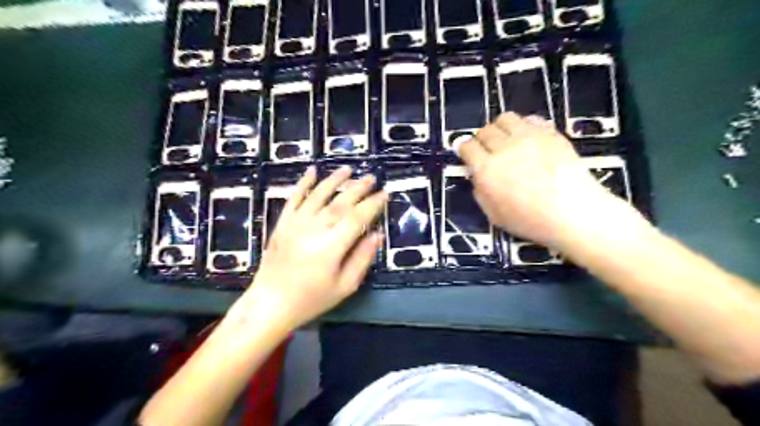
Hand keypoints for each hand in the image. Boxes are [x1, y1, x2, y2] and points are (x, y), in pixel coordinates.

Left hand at [230, 166, 385, 329]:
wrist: (270, 303)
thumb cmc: (311, 299)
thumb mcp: (345, 286)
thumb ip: (362, 258)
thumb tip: (377, 235)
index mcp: (332, 245)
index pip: (358, 217)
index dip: (373, 204)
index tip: (385, 194)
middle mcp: (314, 228)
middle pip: (341, 202)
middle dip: (359, 188)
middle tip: (372, 178)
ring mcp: (296, 223)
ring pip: (319, 195)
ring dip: (335, 180)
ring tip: (348, 170)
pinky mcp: (282, 223)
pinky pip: (294, 198)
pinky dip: (303, 183)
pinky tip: (312, 171)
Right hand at [456, 112, 628, 248]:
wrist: (573, 213)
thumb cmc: (531, 221)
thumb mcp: (494, 215)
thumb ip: (480, 191)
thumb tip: (477, 175)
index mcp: (486, 170)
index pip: (467, 146)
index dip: (464, 149)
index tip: (467, 154)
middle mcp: (503, 148)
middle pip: (484, 131)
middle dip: (481, 140)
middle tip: (487, 151)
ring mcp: (528, 137)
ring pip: (505, 119)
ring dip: (500, 128)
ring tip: (506, 140)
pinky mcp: (549, 133)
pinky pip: (530, 120)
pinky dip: (524, 127)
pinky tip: (528, 140)